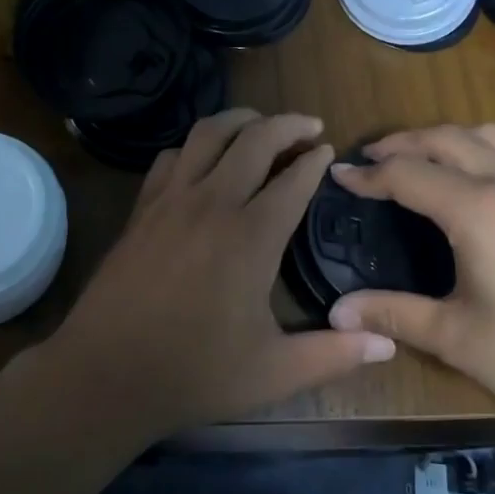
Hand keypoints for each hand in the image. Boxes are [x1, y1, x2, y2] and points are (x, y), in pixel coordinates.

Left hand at [49, 110, 395, 438]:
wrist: (107, 372)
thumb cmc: (195, 373)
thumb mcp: (274, 372)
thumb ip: (334, 354)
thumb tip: (387, 343)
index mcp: (252, 236)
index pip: (294, 179)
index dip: (316, 160)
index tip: (329, 150)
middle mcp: (213, 202)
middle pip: (255, 138)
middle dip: (288, 123)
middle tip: (309, 125)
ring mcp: (172, 199)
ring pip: (209, 133)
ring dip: (240, 120)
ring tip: (259, 125)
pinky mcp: (143, 207)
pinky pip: (172, 155)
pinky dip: (196, 146)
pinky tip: (204, 160)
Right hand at [325, 124, 494, 433]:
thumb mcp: (459, 340)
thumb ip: (395, 315)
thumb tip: (336, 313)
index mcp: (477, 210)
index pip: (408, 174)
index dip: (369, 174)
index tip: (339, 174)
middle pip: (446, 138)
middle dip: (403, 142)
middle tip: (372, 158)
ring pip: (487, 135)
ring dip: (445, 137)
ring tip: (422, 157)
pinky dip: (481, 148)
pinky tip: (479, 182)